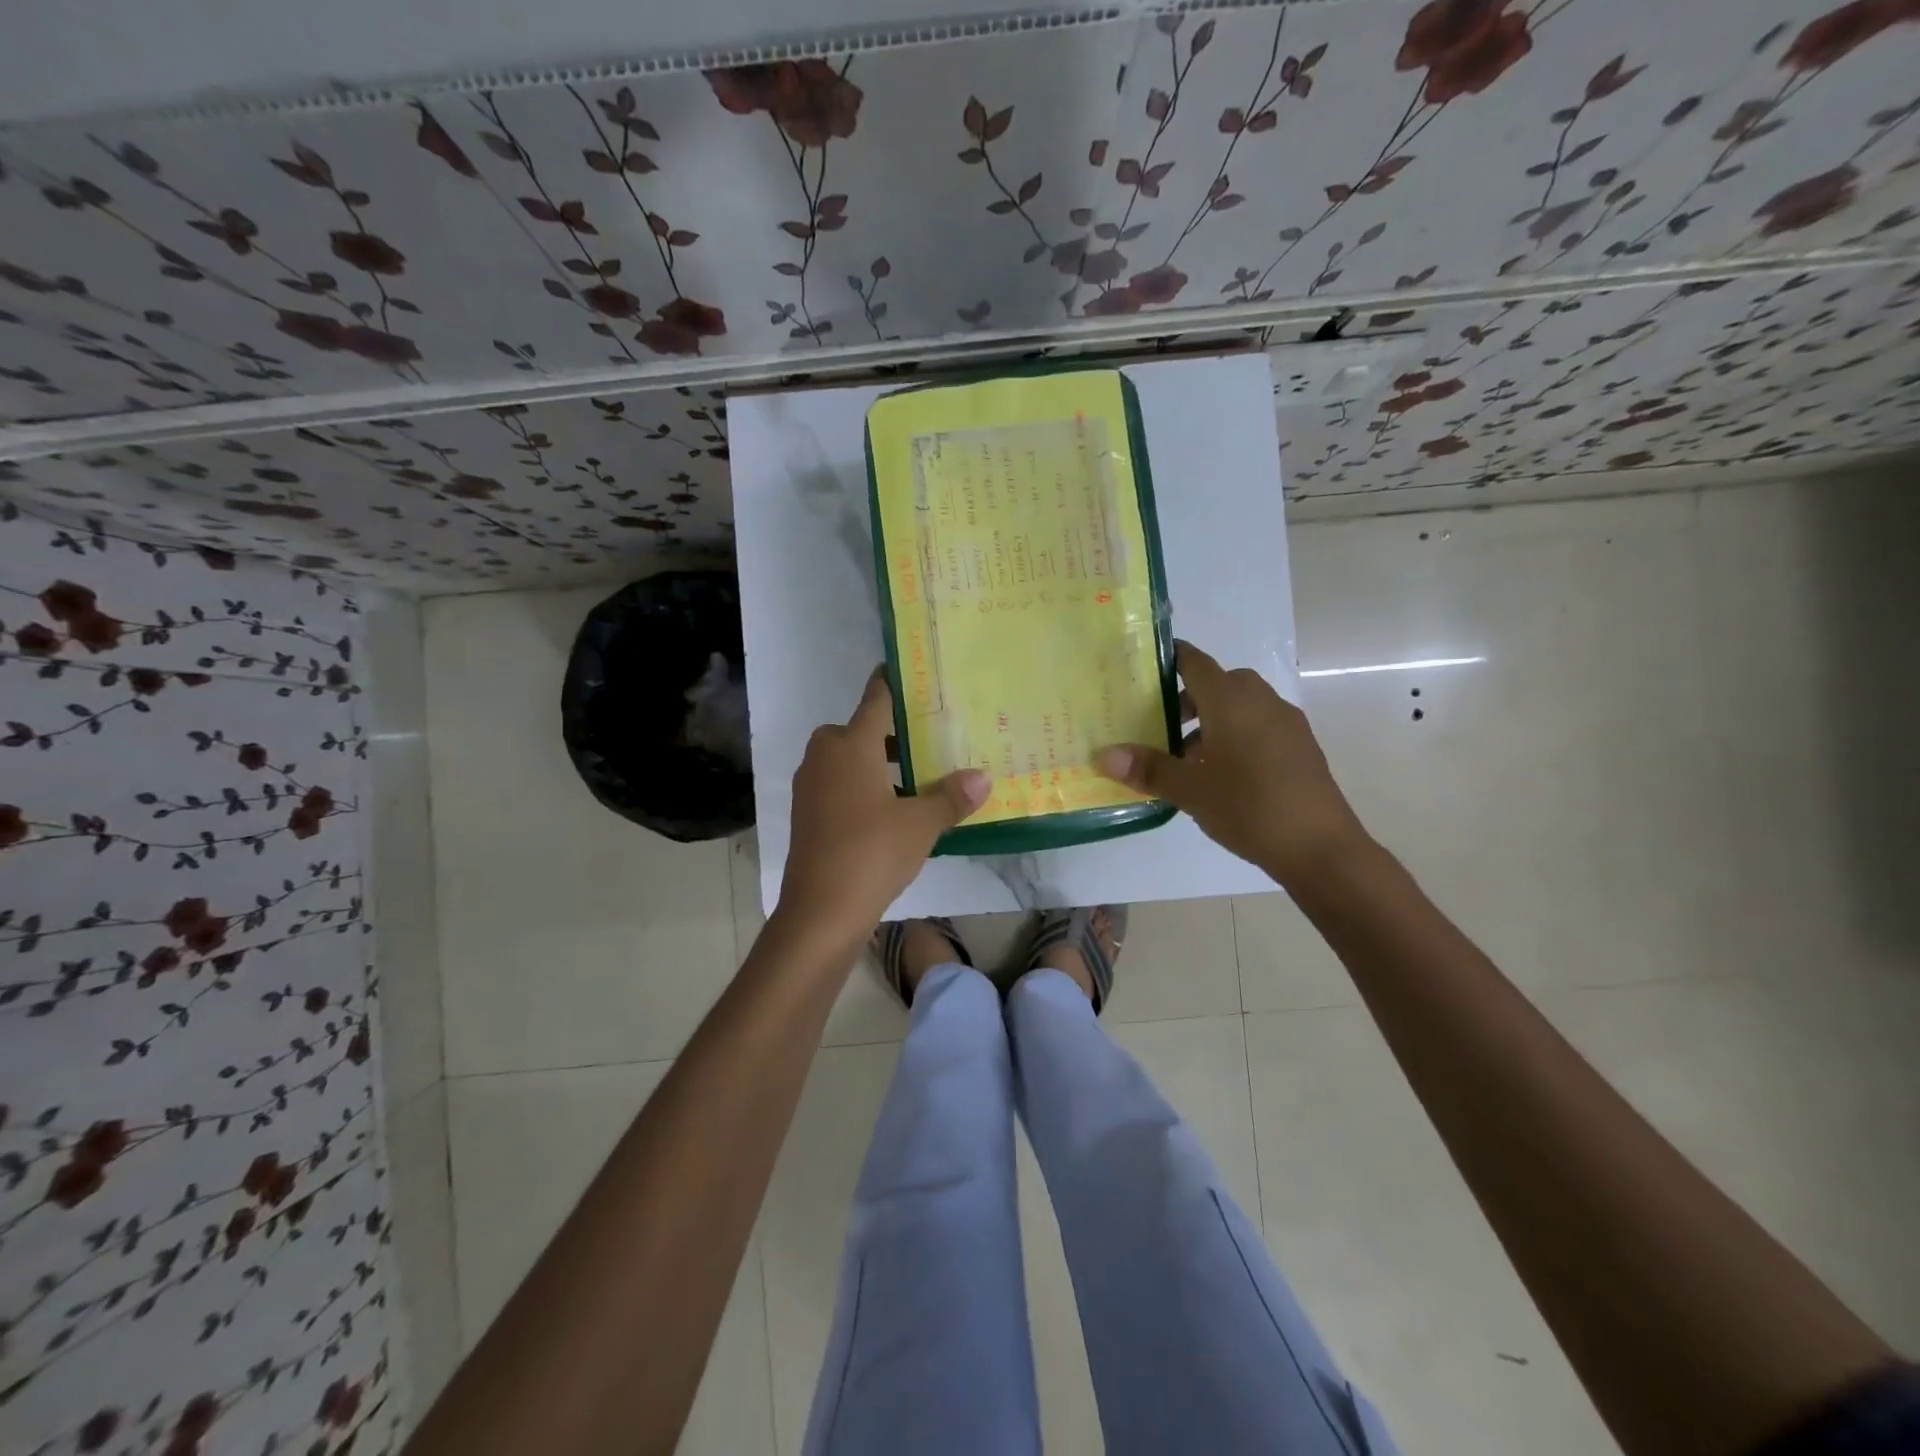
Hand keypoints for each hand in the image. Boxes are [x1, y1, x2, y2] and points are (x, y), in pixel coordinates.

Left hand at [776, 671, 990, 946]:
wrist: (820, 911)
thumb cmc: (871, 853)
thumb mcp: (921, 824)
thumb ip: (951, 796)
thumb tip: (983, 777)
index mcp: (850, 743)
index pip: (877, 697)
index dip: (895, 681)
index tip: (915, 671)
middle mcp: (825, 754)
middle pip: (862, 728)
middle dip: (895, 731)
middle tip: (933, 736)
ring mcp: (811, 783)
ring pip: (850, 758)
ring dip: (879, 762)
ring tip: (920, 775)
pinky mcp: (807, 811)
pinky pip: (840, 783)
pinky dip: (864, 785)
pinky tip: (893, 808)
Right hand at [1096, 640, 1369, 889]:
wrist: (1320, 847)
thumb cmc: (1248, 807)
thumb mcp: (1189, 790)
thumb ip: (1148, 769)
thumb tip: (1105, 755)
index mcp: (1231, 700)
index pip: (1194, 662)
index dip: (1168, 660)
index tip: (1143, 670)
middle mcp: (1261, 701)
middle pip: (1219, 683)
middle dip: (1188, 699)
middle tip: (1160, 724)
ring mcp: (1286, 723)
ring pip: (1241, 707)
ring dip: (1213, 721)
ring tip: (1187, 759)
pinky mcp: (1301, 747)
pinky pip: (1260, 727)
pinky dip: (1236, 737)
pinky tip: (1223, 775)